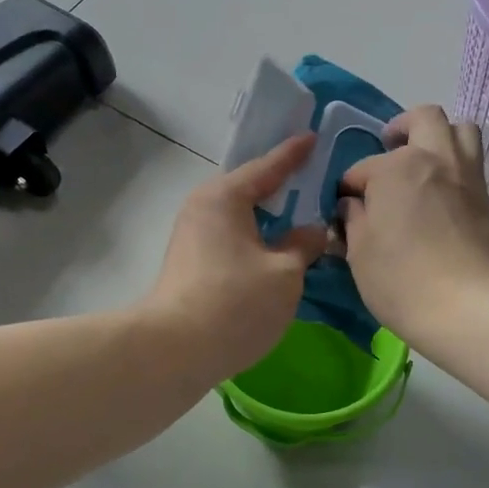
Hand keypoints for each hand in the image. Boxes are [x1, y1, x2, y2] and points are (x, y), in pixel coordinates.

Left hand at [143, 135, 327, 382]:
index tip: (313, 137)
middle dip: (281, 187)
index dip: (294, 154)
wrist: (175, 350)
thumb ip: (303, 245)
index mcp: (225, 197)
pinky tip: (276, 249)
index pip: (267, 167)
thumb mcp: (284, 273)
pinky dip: (256, 238)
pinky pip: (232, 238)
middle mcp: (203, 208)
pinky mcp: (192, 264)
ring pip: (240, 218)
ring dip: (269, 218)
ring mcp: (193, 237)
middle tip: (313, 179)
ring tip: (301, 216)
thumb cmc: (235, 302)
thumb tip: (312, 231)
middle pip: (250, 190)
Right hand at [338, 105, 488, 344]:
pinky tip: (450, 211)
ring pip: (465, 133)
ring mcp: (472, 181)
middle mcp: (438, 160)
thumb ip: (353, 219)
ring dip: (443, 139)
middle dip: (404, 127)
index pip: (363, 167)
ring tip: (427, 163)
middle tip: (392, 148)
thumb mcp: (358, 251)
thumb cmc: (398, 278)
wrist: (465, 309)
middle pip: (426, 118)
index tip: (347, 208)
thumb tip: (354, 205)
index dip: (350, 187)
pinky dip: (460, 184)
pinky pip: (477, 180)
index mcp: (397, 167)